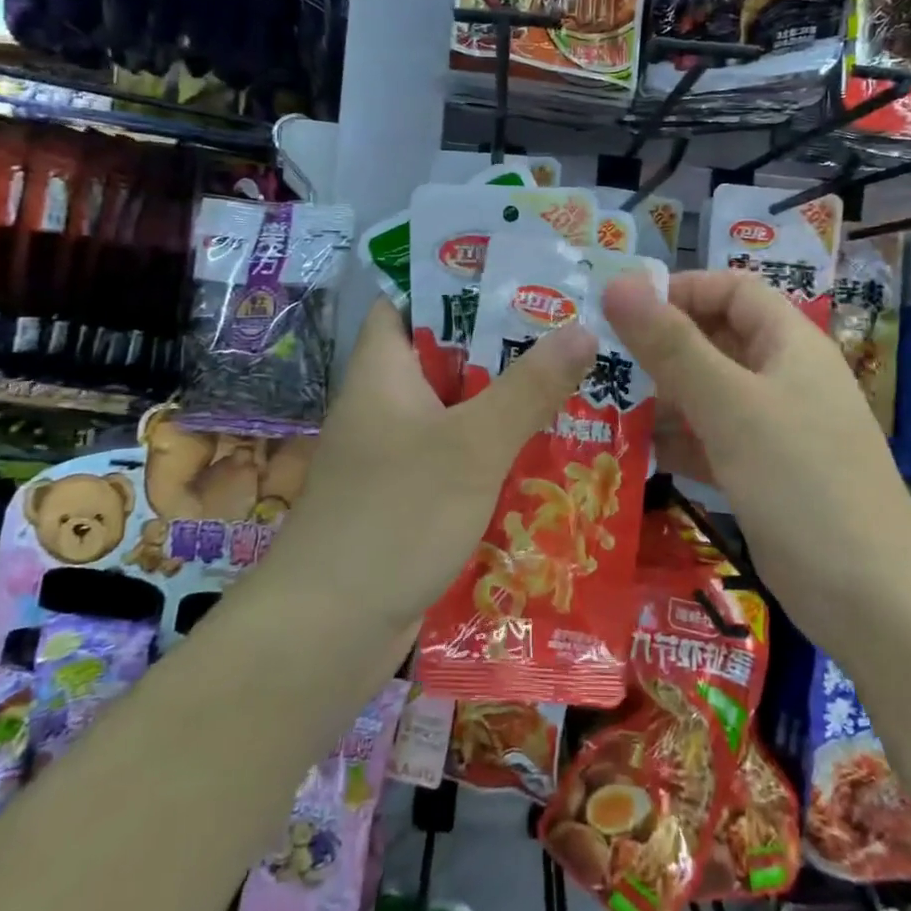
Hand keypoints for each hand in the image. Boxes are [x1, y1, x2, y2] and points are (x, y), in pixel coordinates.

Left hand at [261, 299, 597, 634]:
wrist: (328, 632)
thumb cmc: (395, 517)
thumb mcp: (472, 445)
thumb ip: (529, 387)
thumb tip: (582, 327)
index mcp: (383, 371)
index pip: (407, 302)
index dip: (456, 283)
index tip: (520, 278)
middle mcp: (384, 405)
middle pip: (445, 358)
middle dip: (504, 347)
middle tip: (571, 333)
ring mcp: (394, 456)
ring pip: (457, 413)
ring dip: (507, 405)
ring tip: (576, 387)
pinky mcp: (407, 500)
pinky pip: (458, 460)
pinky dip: (495, 455)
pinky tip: (547, 459)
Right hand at [602, 269, 909, 630]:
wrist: (871, 599)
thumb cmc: (801, 482)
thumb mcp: (730, 406)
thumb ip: (671, 346)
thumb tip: (618, 284)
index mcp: (789, 344)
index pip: (732, 290)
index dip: (681, 290)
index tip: (624, 311)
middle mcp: (784, 377)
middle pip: (716, 340)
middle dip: (661, 348)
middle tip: (600, 362)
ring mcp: (775, 428)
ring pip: (709, 394)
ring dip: (662, 397)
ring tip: (603, 406)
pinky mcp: (762, 473)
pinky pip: (711, 440)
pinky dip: (677, 441)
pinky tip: (634, 453)